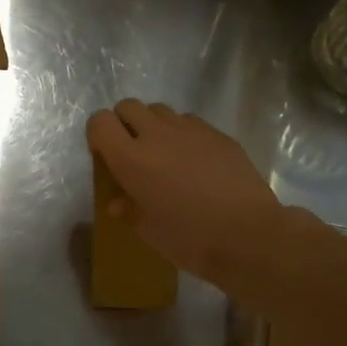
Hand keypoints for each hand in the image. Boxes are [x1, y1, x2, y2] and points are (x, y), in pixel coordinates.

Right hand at [87, 100, 283, 280]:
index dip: (98, 134)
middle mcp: (157, 135)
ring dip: (154, 126)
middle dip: (124, 123)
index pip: (100, 122)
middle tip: (133, 152)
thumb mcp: (148, 231)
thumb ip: (128, 210)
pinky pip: (190, 122)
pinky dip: (183, 134)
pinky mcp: (218, 134)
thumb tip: (118, 202)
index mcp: (131, 159)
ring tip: (165, 155)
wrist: (248, 235)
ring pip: (160, 110)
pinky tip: (194, 161)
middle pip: (128, 106)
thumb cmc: (189, 238)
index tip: (105, 156)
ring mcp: (191, 130)